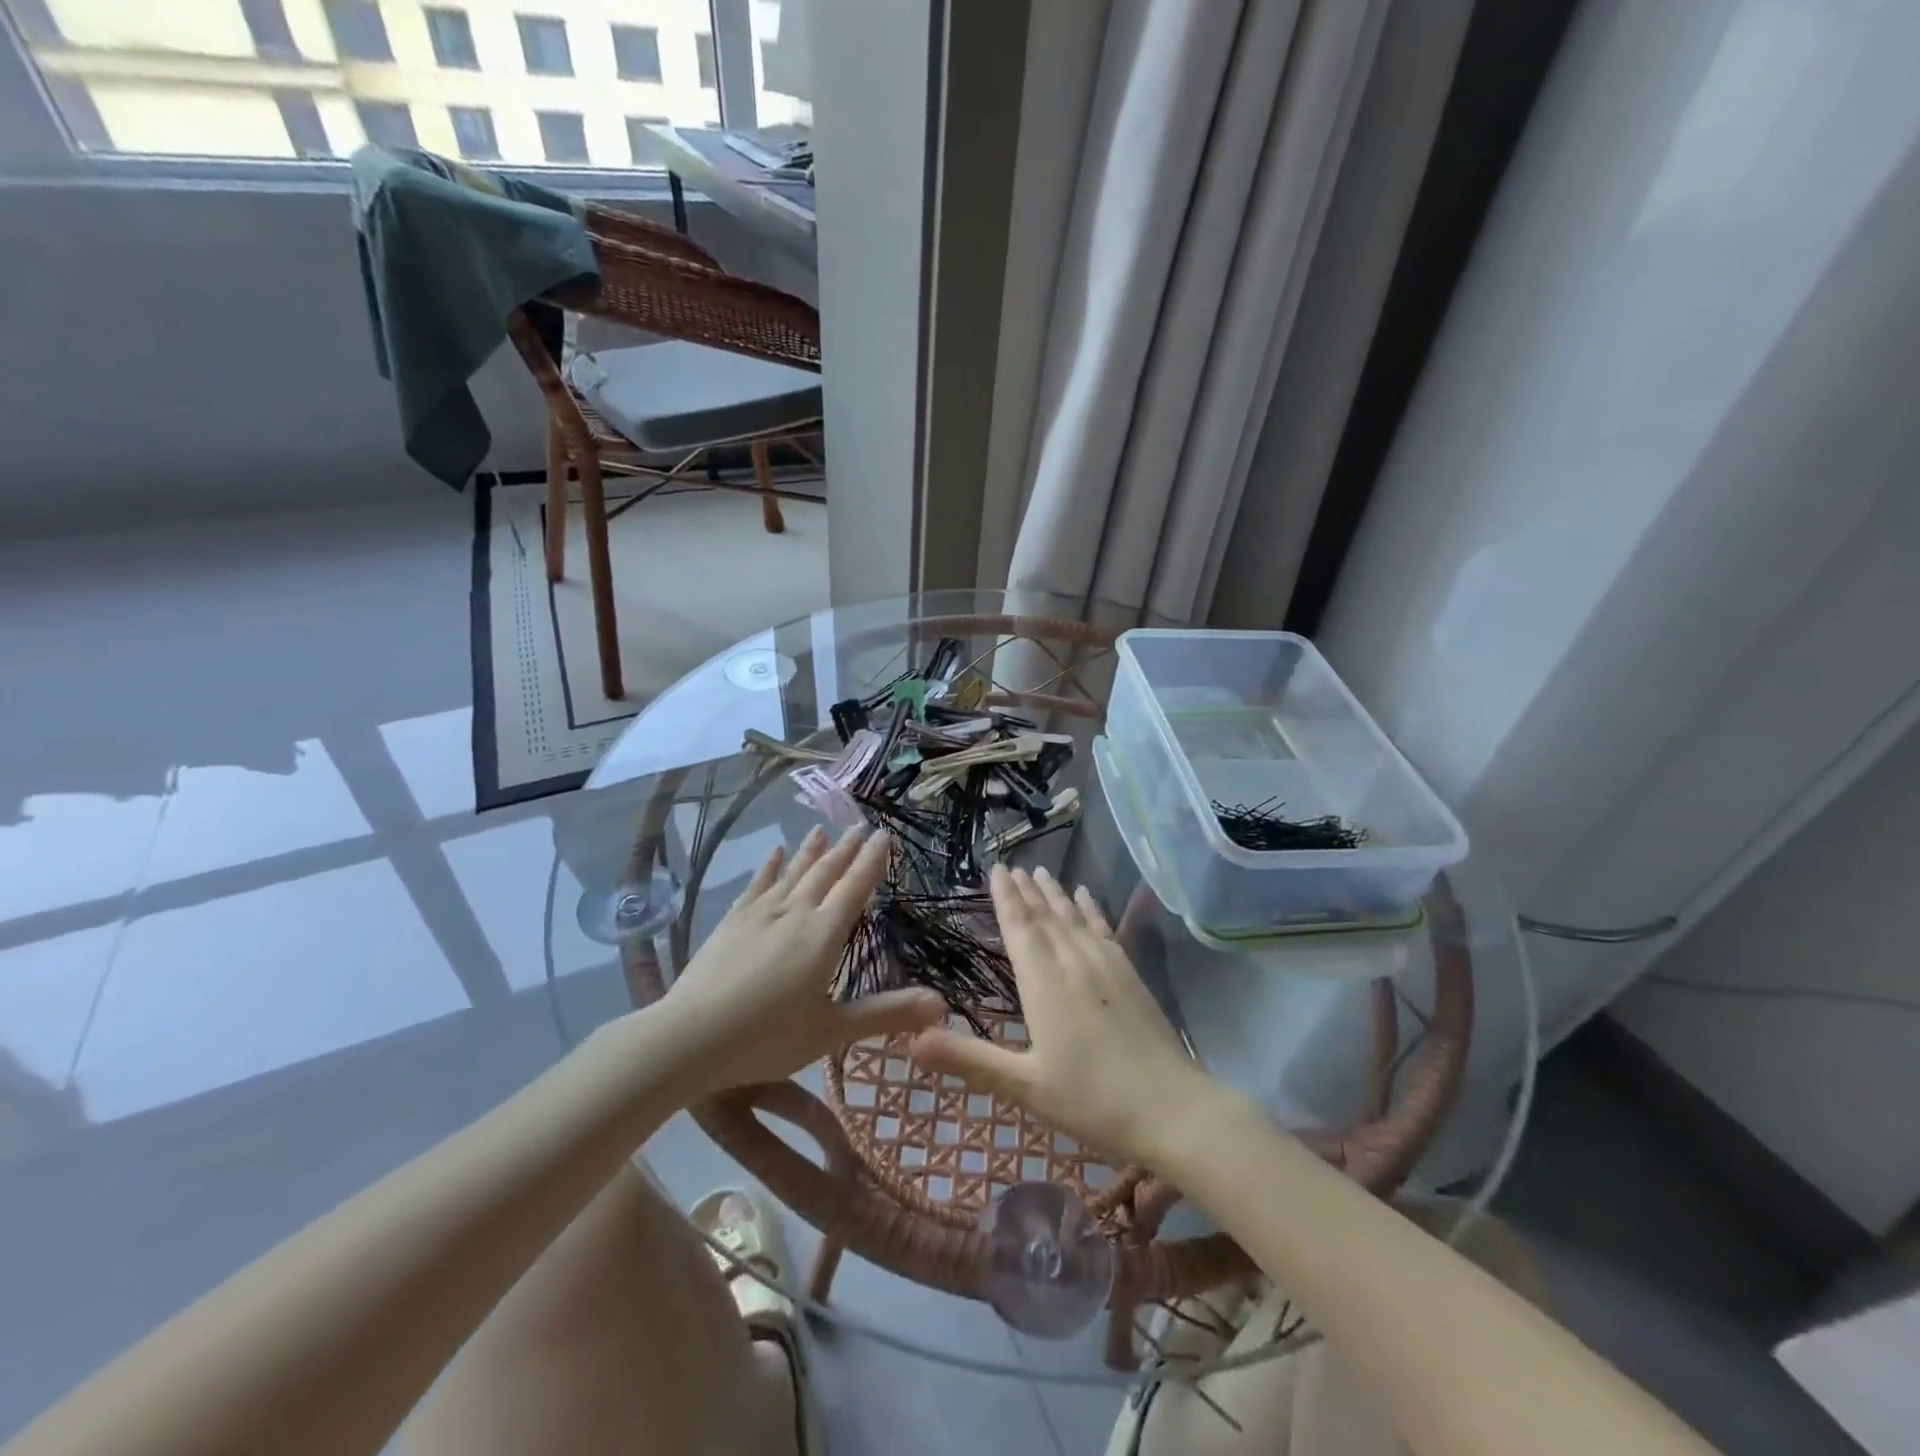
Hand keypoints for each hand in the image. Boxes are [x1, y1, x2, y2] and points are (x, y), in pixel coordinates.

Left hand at [658, 826, 946, 1096]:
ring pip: (793, 873)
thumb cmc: (766, 1037)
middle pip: (826, 873)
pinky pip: (757, 885)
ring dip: (810, 851)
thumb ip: (886, 1014)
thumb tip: (943, 1004)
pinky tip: (774, 853)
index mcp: (824, 935)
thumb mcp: (832, 1031)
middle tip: (859, 826)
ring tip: (821, 829)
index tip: (883, 835)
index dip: (871, 861)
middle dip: (845, 849)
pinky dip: (770, 867)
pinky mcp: (732, 921)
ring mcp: (760, 914)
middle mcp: (795, 913)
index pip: (855, 888)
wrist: (690, 1037)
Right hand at [910, 864, 1221, 1167]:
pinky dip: (1092, 910)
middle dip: (1027, 890)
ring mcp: (1107, 966)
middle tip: (1013, 865)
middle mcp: (1074, 963)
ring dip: (1056, 894)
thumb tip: (911, 1040)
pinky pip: (1105, 930)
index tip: (997, 870)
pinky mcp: (1131, 975)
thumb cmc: (1092, 1100)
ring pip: (1074, 919)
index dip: (1006, 899)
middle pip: (1046, 917)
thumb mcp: (1024, 1086)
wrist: (1173, 1109)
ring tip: (1043, 871)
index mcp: (1044, 984)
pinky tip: (1087, 898)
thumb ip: (969, 1060)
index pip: (1020, 929)